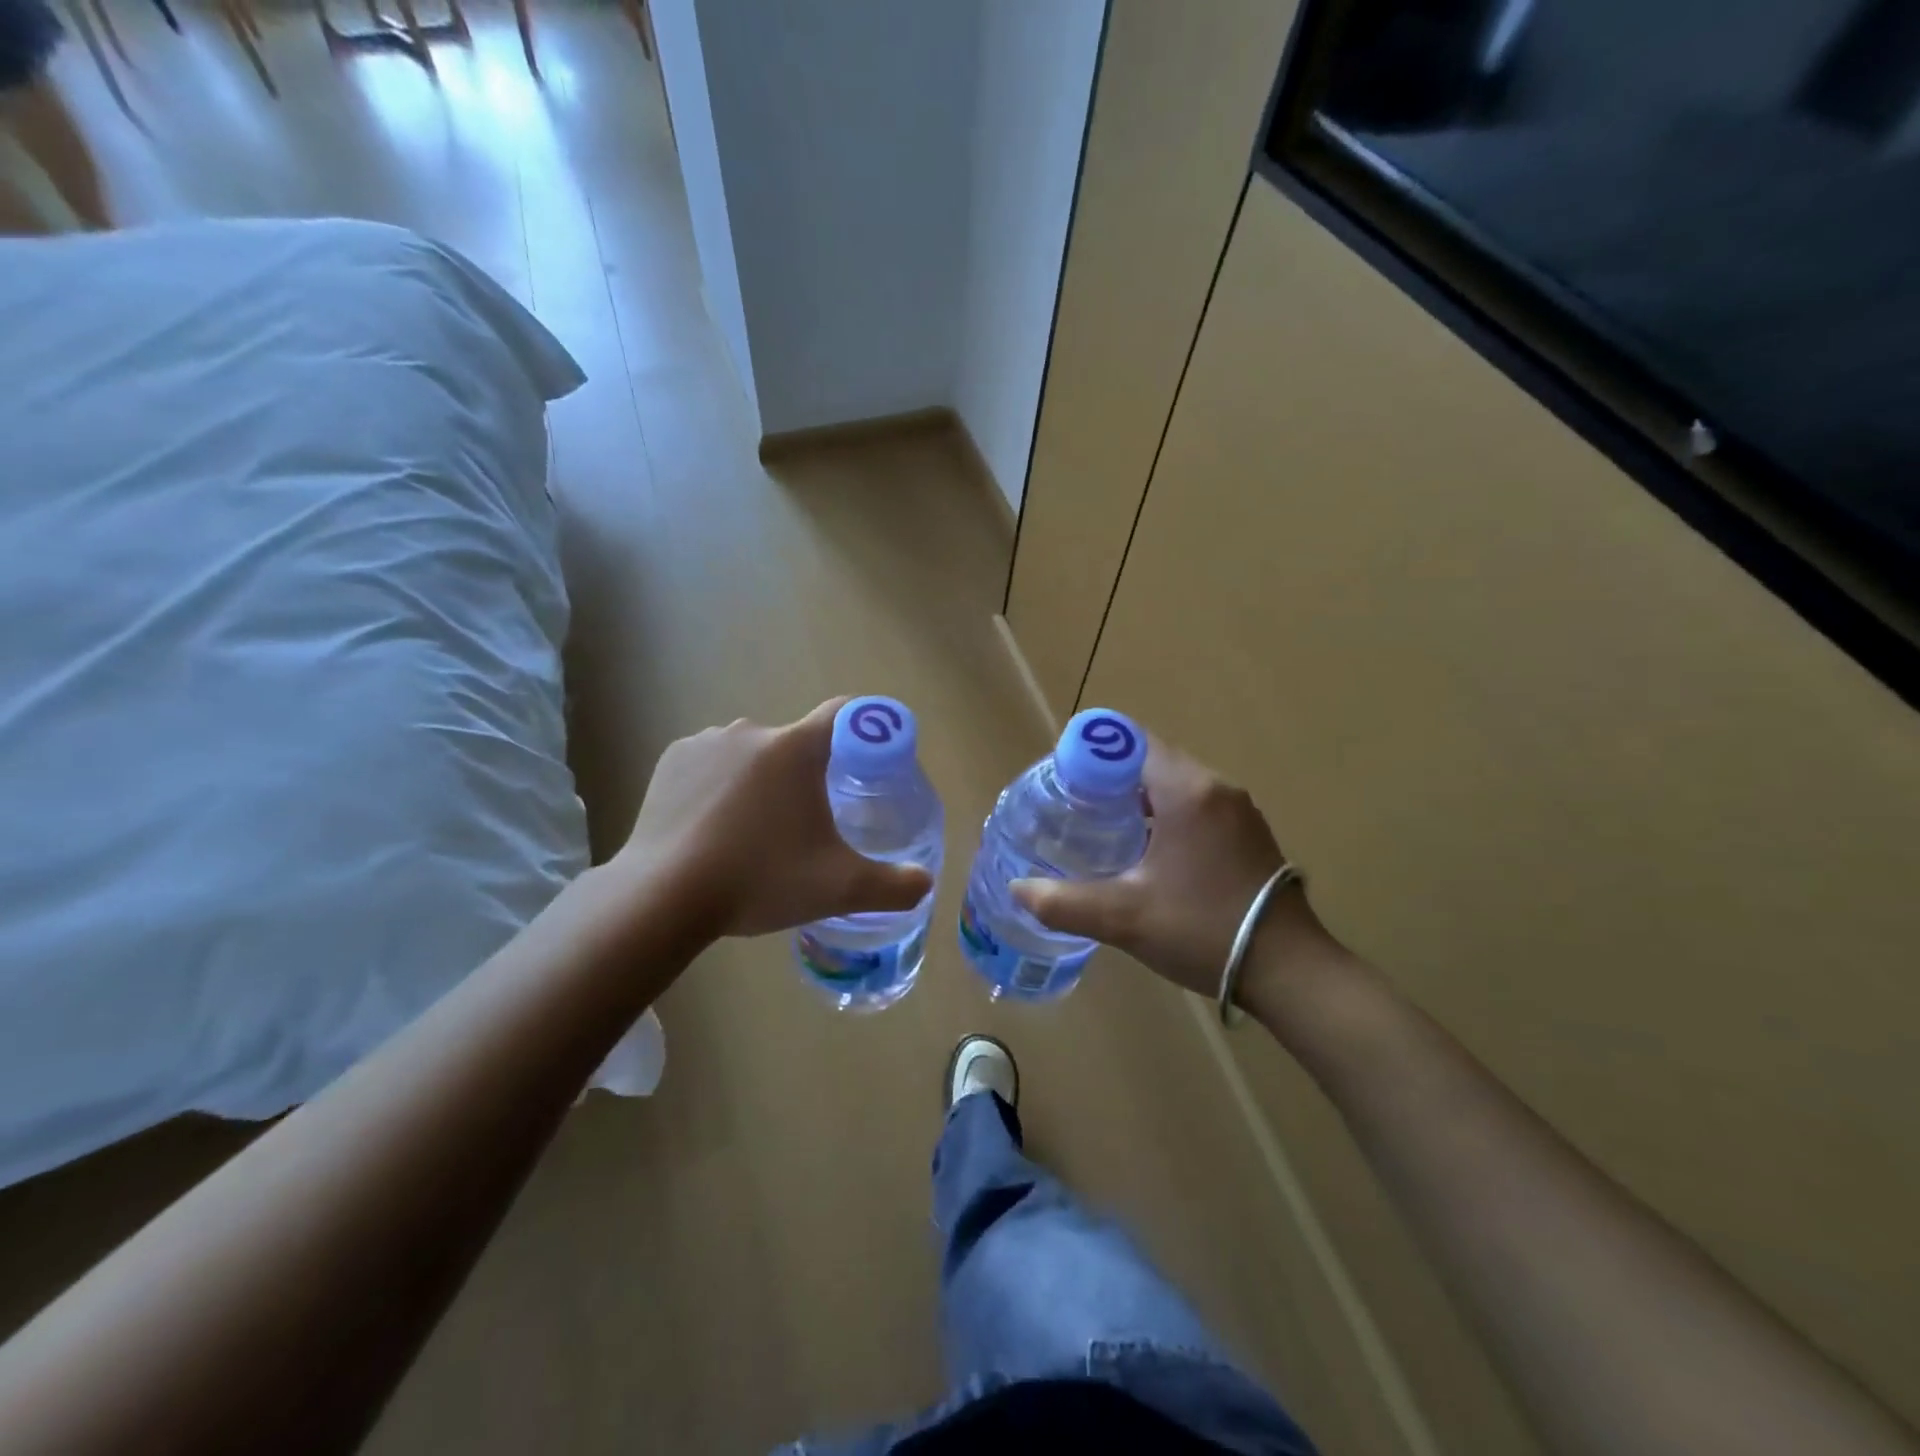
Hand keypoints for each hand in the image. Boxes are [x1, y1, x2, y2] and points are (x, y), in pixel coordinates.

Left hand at [617, 699, 932, 938]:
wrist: (662, 898)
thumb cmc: (759, 881)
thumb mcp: (838, 888)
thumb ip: (893, 886)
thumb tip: (925, 884)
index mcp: (795, 748)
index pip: (845, 714)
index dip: (865, 731)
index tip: (869, 762)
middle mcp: (752, 731)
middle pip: (796, 743)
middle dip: (807, 775)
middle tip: (807, 825)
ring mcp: (705, 742)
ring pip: (752, 753)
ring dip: (761, 780)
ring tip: (754, 832)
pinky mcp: (671, 760)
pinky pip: (712, 762)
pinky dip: (720, 784)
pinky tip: (713, 825)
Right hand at [1011, 738, 1332, 997]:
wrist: (1289, 970)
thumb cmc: (1203, 929)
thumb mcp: (1124, 917)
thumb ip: (1064, 902)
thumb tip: (1017, 889)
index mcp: (1188, 791)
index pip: (1133, 743)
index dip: (1093, 753)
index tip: (1063, 778)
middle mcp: (1217, 788)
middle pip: (1153, 761)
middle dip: (1111, 776)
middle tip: (1073, 804)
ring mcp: (1239, 811)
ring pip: (1176, 785)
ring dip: (1139, 796)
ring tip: (1101, 825)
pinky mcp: (1249, 834)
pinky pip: (1197, 806)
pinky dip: (1166, 814)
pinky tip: (1146, 849)